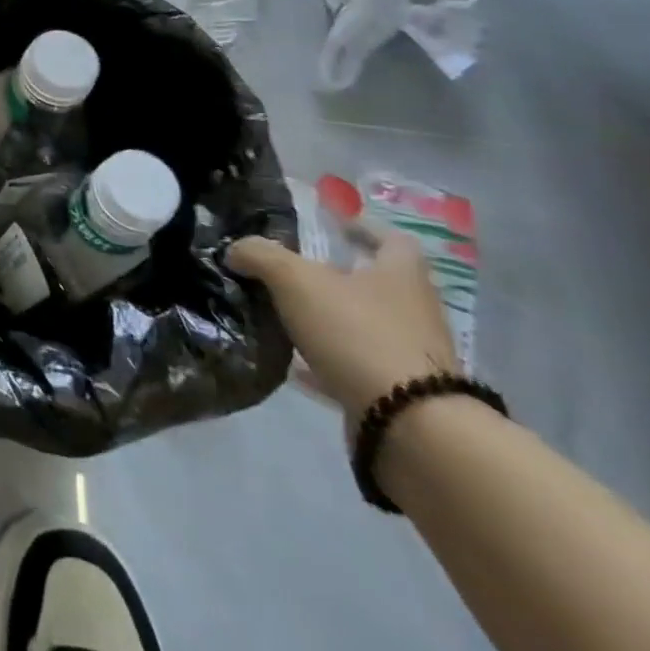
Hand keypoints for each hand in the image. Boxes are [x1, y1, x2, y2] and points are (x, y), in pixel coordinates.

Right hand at [228, 228, 458, 429]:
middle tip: (292, 270)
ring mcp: (412, 354)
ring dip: (331, 317)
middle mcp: (414, 310)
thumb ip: (260, 256)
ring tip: (285, 313)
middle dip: (338, 275)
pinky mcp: (402, 393)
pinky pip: (357, 364)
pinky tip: (294, 363)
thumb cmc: (358, 333)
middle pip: (377, 282)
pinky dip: (328, 359)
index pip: (390, 239)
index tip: (333, 225)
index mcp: (401, 274)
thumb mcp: (294, 280)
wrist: (410, 425)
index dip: (362, 228)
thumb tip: (235, 250)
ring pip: (365, 323)